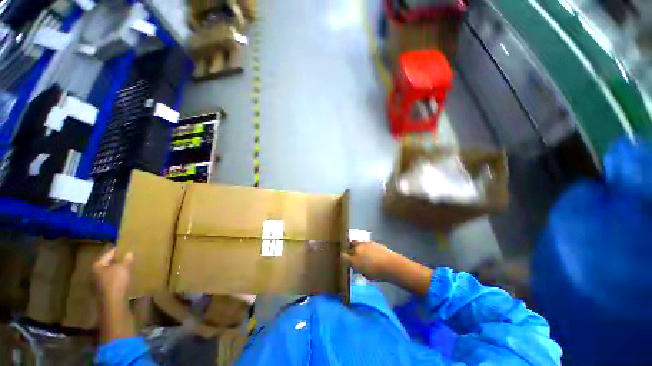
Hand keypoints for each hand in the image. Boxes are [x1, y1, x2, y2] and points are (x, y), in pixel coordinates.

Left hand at [93, 248, 132, 303]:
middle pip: (107, 263)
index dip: (117, 250)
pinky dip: (117, 275)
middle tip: (127, 256)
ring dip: (117, 268)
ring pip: (109, 271)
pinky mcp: (104, 288)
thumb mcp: (123, 267)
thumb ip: (126, 259)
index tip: (125, 247)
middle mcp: (96, 272)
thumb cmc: (115, 280)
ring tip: (127, 265)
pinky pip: (111, 278)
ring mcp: (99, 281)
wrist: (112, 300)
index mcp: (98, 265)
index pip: (108, 254)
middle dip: (116, 260)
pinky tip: (124, 275)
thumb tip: (129, 253)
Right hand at [342, 241, 401, 281]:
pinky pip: (364, 243)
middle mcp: (356, 249)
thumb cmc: (377, 273)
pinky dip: (364, 246)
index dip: (343, 258)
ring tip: (361, 252)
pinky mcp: (371, 241)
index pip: (343, 256)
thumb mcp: (365, 275)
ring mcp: (364, 244)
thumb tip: (356, 266)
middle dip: (349, 251)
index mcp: (353, 260)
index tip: (345, 261)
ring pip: (355, 243)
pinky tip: (369, 251)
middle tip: (353, 256)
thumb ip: (358, 269)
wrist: (390, 264)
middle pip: (348, 247)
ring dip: (356, 247)